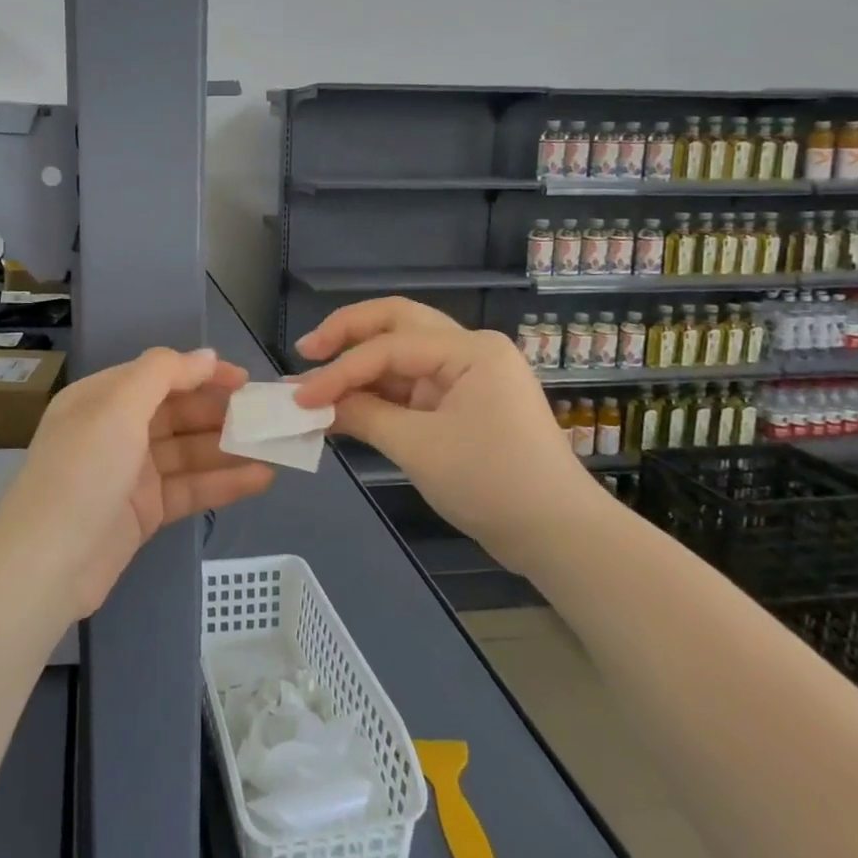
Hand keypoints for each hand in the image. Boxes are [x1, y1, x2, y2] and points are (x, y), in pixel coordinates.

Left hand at [0, 347, 273, 617]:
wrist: (48, 562)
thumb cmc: (83, 469)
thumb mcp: (118, 406)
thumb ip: (163, 373)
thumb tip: (205, 355)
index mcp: (102, 398)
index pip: (160, 375)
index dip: (202, 373)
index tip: (245, 380)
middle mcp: (116, 430)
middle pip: (177, 413)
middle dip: (220, 412)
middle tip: (267, 416)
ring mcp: (131, 473)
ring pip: (188, 452)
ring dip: (229, 448)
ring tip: (275, 446)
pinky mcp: (145, 512)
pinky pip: (190, 488)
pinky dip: (223, 483)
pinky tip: (261, 478)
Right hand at [293, 298, 598, 567]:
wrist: (558, 535)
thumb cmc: (492, 483)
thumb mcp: (419, 448)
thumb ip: (363, 415)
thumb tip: (314, 404)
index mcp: (469, 349)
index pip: (388, 347)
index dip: (339, 371)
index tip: (299, 397)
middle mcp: (469, 350)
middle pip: (397, 323)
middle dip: (348, 334)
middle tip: (307, 351)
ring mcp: (468, 376)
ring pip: (402, 354)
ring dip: (360, 367)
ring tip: (316, 384)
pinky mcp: (463, 403)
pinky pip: (412, 386)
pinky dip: (378, 393)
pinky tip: (347, 405)